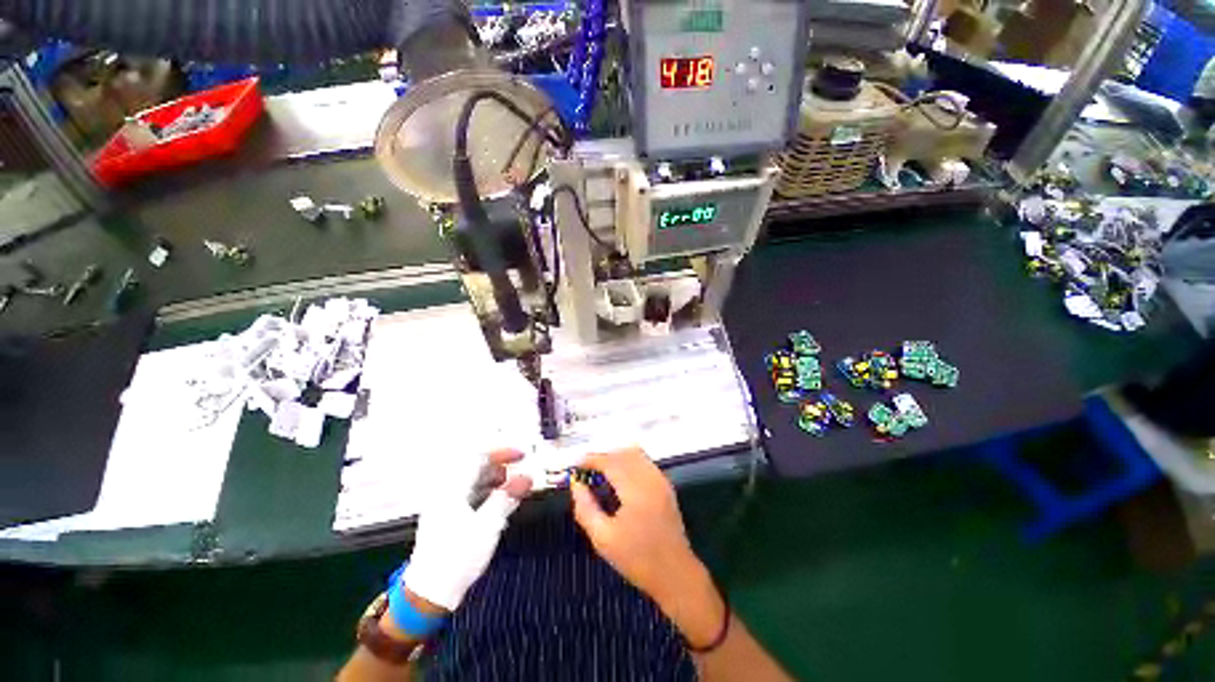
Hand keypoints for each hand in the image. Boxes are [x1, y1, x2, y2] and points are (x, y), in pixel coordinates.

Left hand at [403, 449, 531, 611]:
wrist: (429, 593)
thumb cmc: (457, 557)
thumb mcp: (488, 525)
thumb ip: (507, 497)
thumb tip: (526, 477)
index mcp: (453, 489)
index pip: (479, 457)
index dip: (502, 453)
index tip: (521, 456)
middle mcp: (446, 493)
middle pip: (474, 468)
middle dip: (499, 467)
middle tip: (518, 473)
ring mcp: (444, 506)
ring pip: (472, 482)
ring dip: (494, 480)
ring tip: (511, 489)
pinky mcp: (446, 519)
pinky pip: (469, 495)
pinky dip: (486, 493)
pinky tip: (497, 505)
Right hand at [570, 448, 724, 644]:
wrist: (675, 574)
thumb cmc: (637, 559)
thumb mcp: (603, 539)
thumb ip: (586, 508)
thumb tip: (576, 484)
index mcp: (635, 489)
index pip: (610, 461)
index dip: (591, 459)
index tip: (576, 465)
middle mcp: (650, 478)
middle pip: (623, 453)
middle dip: (603, 457)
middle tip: (586, 470)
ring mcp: (660, 480)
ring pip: (635, 454)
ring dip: (616, 457)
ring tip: (601, 473)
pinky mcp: (666, 485)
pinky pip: (644, 462)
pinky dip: (629, 462)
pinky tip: (620, 478)